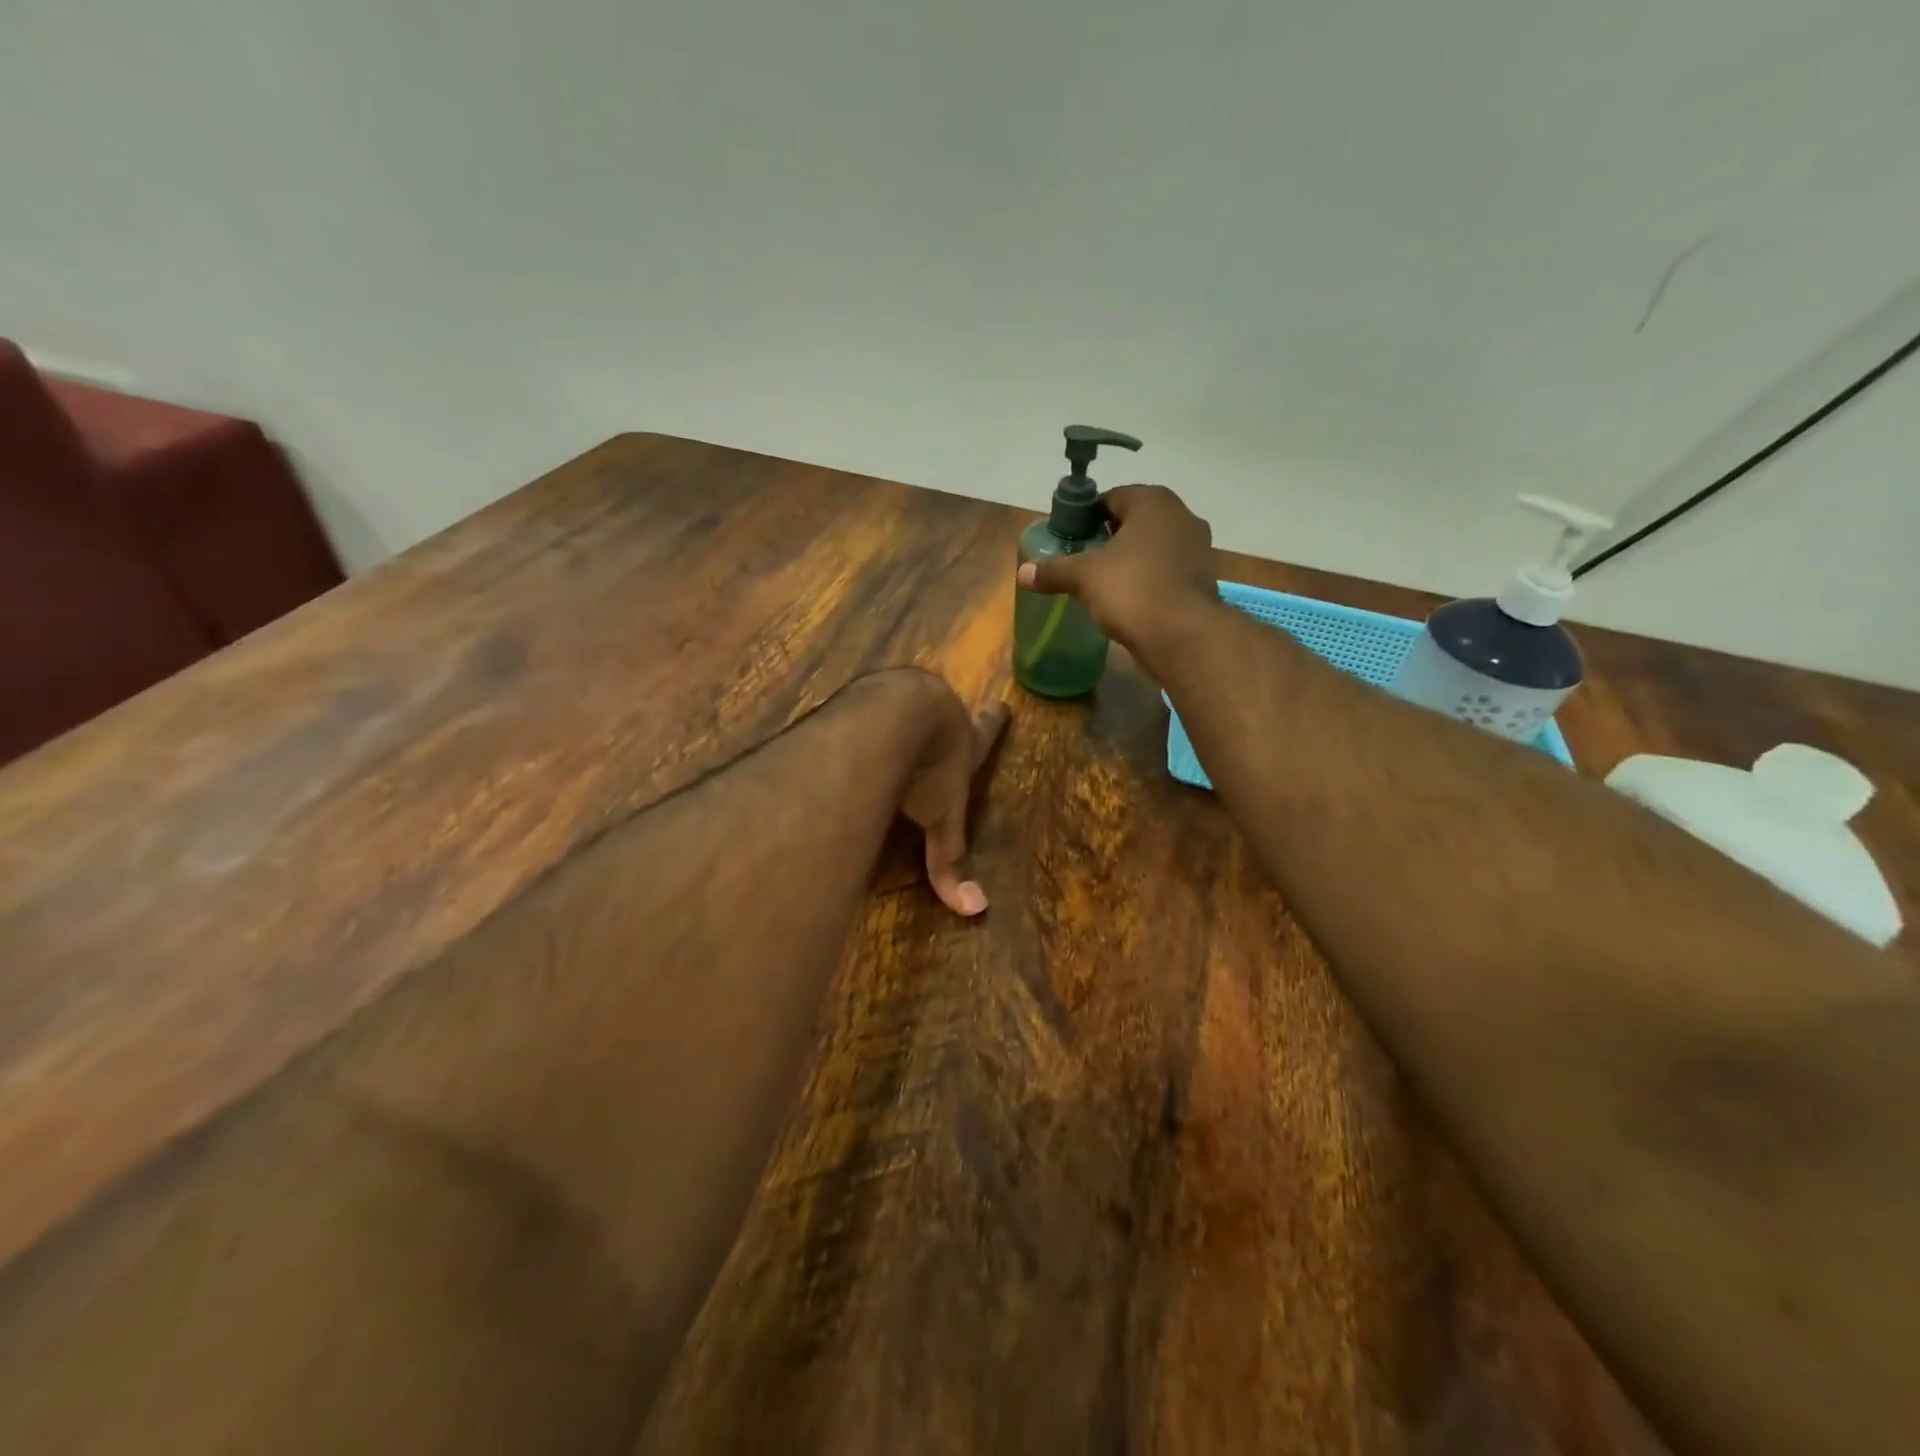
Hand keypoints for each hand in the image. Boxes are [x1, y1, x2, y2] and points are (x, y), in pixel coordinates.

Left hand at [882, 672, 1009, 916]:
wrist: (893, 714)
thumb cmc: (928, 766)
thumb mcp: (940, 817)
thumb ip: (948, 860)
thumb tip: (974, 909)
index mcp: (963, 741)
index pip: (985, 734)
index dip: (994, 722)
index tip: (1002, 704)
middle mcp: (935, 714)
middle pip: (945, 713)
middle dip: (944, 717)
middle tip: (944, 713)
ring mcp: (900, 697)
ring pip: (905, 702)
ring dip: (903, 711)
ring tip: (895, 718)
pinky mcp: (866, 697)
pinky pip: (867, 705)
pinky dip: (863, 714)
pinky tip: (849, 721)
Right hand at [1014, 485, 1216, 664]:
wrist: (1182, 635)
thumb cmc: (1132, 589)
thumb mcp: (1084, 577)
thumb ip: (1054, 570)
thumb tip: (1022, 573)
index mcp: (1153, 502)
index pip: (1111, 497)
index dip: (1087, 516)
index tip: (1070, 538)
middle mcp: (1181, 516)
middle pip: (1134, 521)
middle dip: (1109, 538)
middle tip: (1083, 560)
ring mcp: (1198, 548)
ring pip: (1153, 547)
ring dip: (1131, 560)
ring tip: (1104, 583)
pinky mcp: (1203, 579)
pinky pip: (1167, 571)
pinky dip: (1149, 580)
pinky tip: (1130, 600)